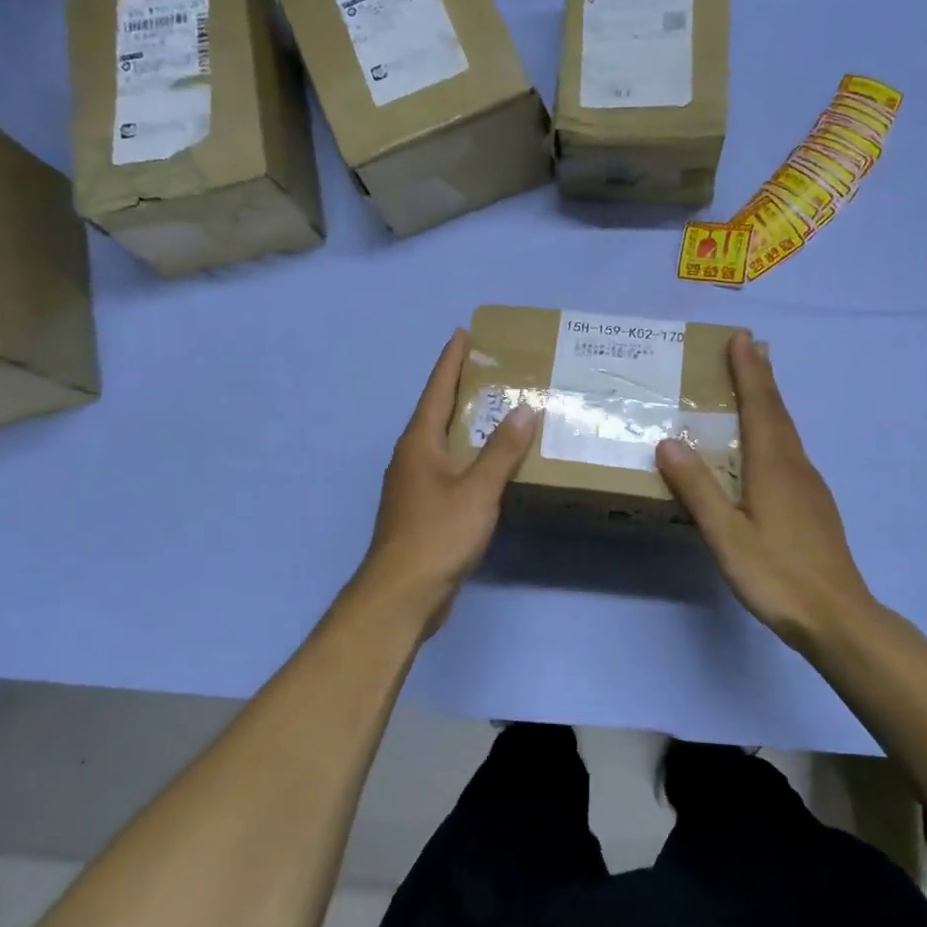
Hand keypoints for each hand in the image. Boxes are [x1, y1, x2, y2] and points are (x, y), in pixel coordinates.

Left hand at [355, 329, 536, 635]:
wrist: (402, 593)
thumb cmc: (438, 534)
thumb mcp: (477, 489)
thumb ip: (502, 451)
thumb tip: (523, 410)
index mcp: (419, 442)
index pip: (437, 390)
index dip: (451, 361)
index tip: (463, 333)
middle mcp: (411, 457)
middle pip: (437, 412)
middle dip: (460, 389)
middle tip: (489, 369)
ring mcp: (412, 485)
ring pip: (442, 443)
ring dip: (464, 424)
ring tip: (495, 411)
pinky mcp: (420, 510)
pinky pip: (447, 469)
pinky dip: (467, 457)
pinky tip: (487, 465)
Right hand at [656, 333, 880, 653]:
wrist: (838, 617)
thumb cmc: (778, 575)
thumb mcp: (727, 535)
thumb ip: (698, 489)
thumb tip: (668, 441)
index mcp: (774, 466)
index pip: (760, 405)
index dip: (749, 371)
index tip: (741, 338)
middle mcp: (795, 467)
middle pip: (778, 412)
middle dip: (762, 377)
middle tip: (748, 349)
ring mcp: (810, 487)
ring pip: (787, 432)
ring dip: (770, 403)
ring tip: (754, 387)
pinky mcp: (814, 507)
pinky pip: (790, 453)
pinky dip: (775, 431)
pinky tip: (767, 448)